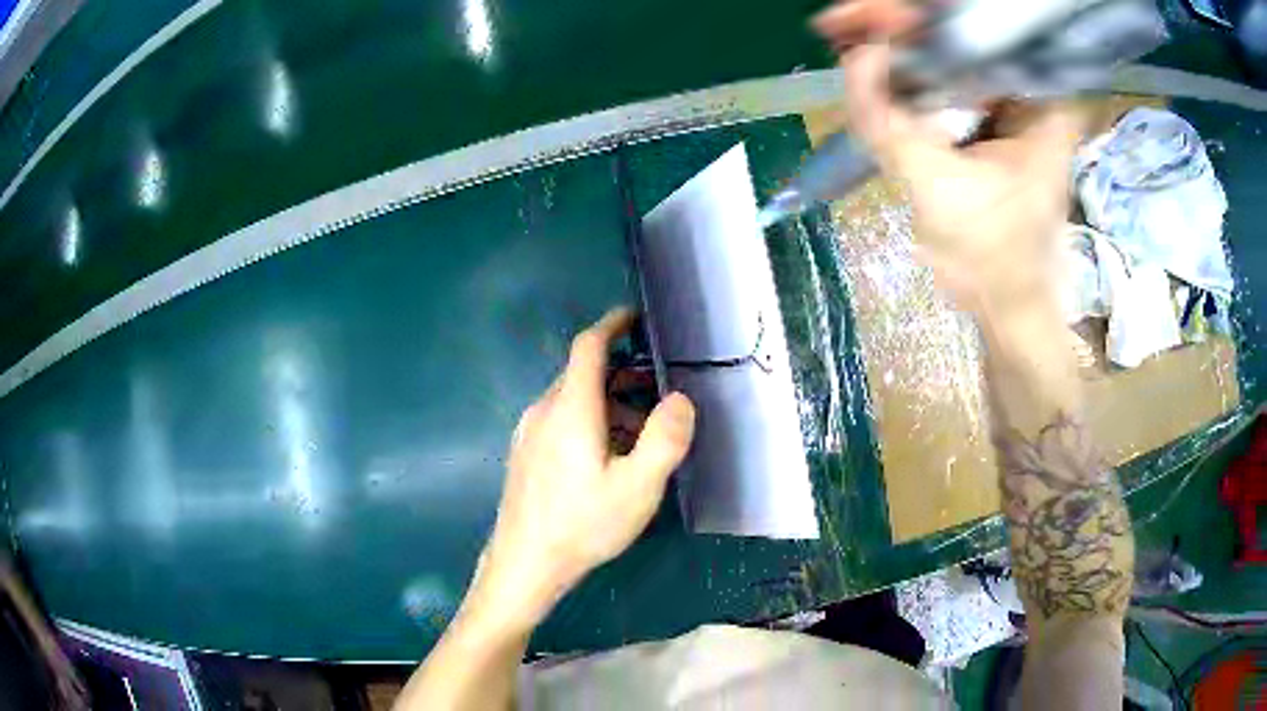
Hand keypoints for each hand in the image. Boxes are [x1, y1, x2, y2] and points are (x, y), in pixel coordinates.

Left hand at [472, 308, 695, 629]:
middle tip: (660, 394)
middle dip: (624, 375)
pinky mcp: (525, 454)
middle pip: (584, 374)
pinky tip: (609, 460)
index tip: (637, 318)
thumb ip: (665, 439)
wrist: (524, 563)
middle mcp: (544, 410)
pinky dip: (592, 423)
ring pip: (574, 401)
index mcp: (571, 408)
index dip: (613, 325)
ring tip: (643, 436)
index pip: (588, 346)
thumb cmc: (582, 524)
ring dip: (611, 404)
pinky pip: (562, 422)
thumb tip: (680, 398)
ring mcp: (529, 433)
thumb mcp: (638, 486)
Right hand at [814, 0, 1083, 317]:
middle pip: (958, 33)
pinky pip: (941, 78)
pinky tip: (868, 64)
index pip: (978, 29)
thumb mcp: (938, 187)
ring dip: (895, 42)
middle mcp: (1026, 92)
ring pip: (946, 51)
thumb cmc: (993, 258)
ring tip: (844, 34)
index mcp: (1039, 102)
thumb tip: (856, 57)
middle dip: (898, 24)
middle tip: (842, 22)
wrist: (1006, 303)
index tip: (870, 17)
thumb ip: (891, 122)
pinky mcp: (984, 120)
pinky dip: (904, 71)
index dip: (920, 16)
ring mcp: (1005, 104)